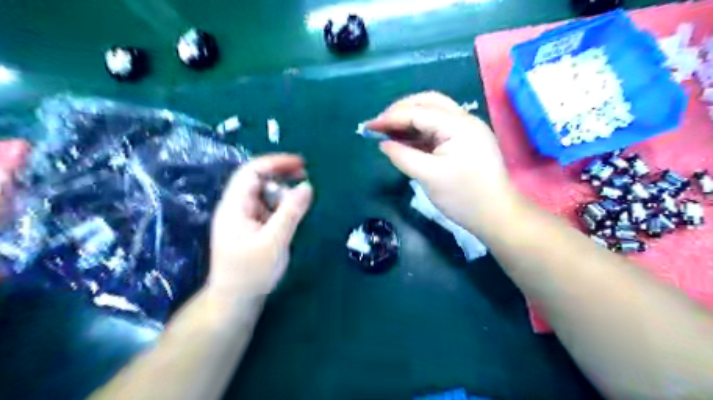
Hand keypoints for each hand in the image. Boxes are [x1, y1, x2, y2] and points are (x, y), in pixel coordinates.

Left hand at [209, 154, 312, 300]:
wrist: (236, 301)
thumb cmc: (251, 273)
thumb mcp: (274, 242)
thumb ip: (291, 212)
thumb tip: (307, 186)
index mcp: (234, 207)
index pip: (251, 172)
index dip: (275, 163)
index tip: (300, 164)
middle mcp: (237, 208)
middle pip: (257, 180)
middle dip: (281, 174)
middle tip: (305, 175)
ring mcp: (244, 218)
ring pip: (264, 194)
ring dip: (283, 190)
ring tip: (303, 195)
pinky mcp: (251, 228)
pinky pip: (267, 208)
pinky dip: (282, 205)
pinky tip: (294, 211)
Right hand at [367, 92, 518, 232]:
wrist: (496, 215)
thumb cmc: (463, 197)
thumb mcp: (428, 176)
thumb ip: (403, 156)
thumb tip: (383, 144)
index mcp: (458, 125)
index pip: (418, 112)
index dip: (391, 117)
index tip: (369, 125)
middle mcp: (464, 120)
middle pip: (428, 103)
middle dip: (401, 111)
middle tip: (379, 125)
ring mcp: (466, 130)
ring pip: (433, 113)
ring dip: (409, 119)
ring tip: (388, 131)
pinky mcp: (465, 141)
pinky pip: (438, 129)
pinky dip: (419, 131)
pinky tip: (405, 139)